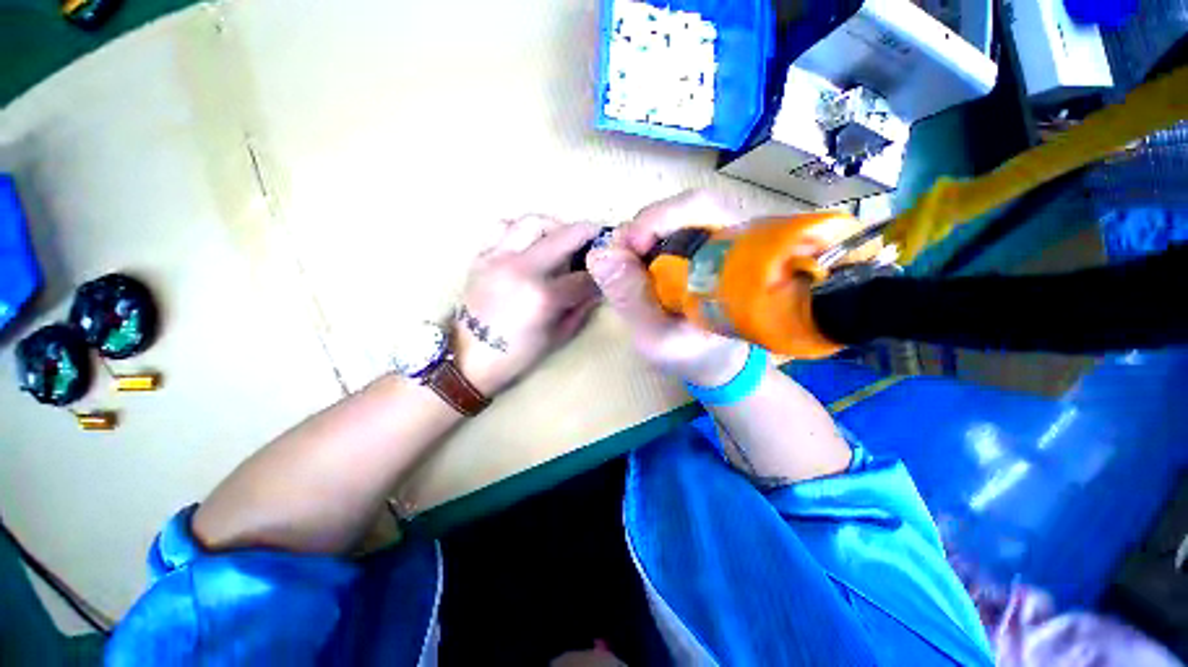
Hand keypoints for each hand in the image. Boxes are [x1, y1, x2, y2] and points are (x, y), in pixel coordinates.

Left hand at [455, 215, 602, 394]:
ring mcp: (498, 258)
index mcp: (543, 296)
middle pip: (564, 236)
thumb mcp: (558, 337)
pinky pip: (502, 227)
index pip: (583, 277)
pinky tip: (529, 242)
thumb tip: (598, 287)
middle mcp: (521, 269)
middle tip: (596, 236)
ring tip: (561, 238)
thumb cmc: (517, 354)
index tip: (605, 274)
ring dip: (554, 226)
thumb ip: (581, 308)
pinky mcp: (481, 256)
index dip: (598, 276)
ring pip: (533, 222)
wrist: (467, 358)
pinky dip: (521, 229)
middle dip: (587, 233)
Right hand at [586, 191, 749, 386]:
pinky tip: (640, 264)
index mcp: (735, 264)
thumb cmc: (689, 354)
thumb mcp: (654, 335)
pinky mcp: (707, 247)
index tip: (625, 246)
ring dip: (646, 234)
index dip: (657, 219)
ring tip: (628, 263)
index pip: (701, 210)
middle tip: (621, 254)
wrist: (714, 362)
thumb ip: (630, 298)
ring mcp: (724, 241)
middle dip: (647, 225)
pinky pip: (677, 229)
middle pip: (692, 205)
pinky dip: (651, 242)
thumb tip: (598, 253)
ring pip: (682, 214)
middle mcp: (736, 243)